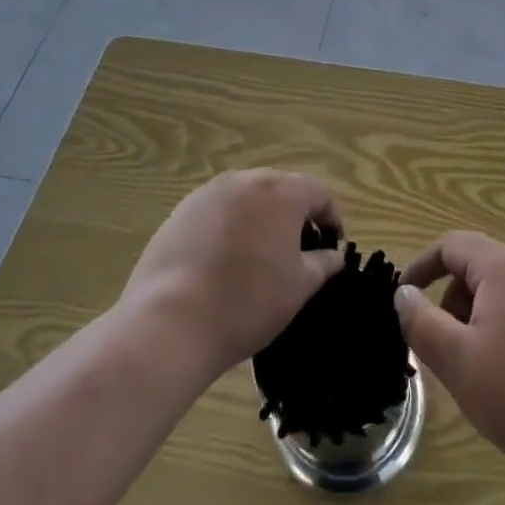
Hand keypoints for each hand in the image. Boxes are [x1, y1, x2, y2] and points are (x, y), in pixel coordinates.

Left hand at [121, 171, 345, 381]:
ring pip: (246, 199)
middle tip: (297, 252)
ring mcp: (207, 194)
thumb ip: (323, 263)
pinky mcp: (179, 213)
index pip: (318, 193)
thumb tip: (334, 255)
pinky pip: (216, 212)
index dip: (331, 218)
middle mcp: (244, 181)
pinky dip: (228, 229)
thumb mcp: (299, 287)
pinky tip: (222, 263)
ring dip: (259, 219)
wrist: (170, 324)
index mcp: (279, 192)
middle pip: (280, 189)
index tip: (332, 247)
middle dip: (294, 215)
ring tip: (258, 257)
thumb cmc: (248, 302)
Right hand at [396, 232, 504, 476]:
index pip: (453, 244)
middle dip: (453, 301)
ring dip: (480, 319)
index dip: (422, 266)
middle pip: (480, 267)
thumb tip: (403, 292)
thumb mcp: (458, 361)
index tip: (403, 297)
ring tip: (479, 370)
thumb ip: (422, 322)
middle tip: (445, 349)